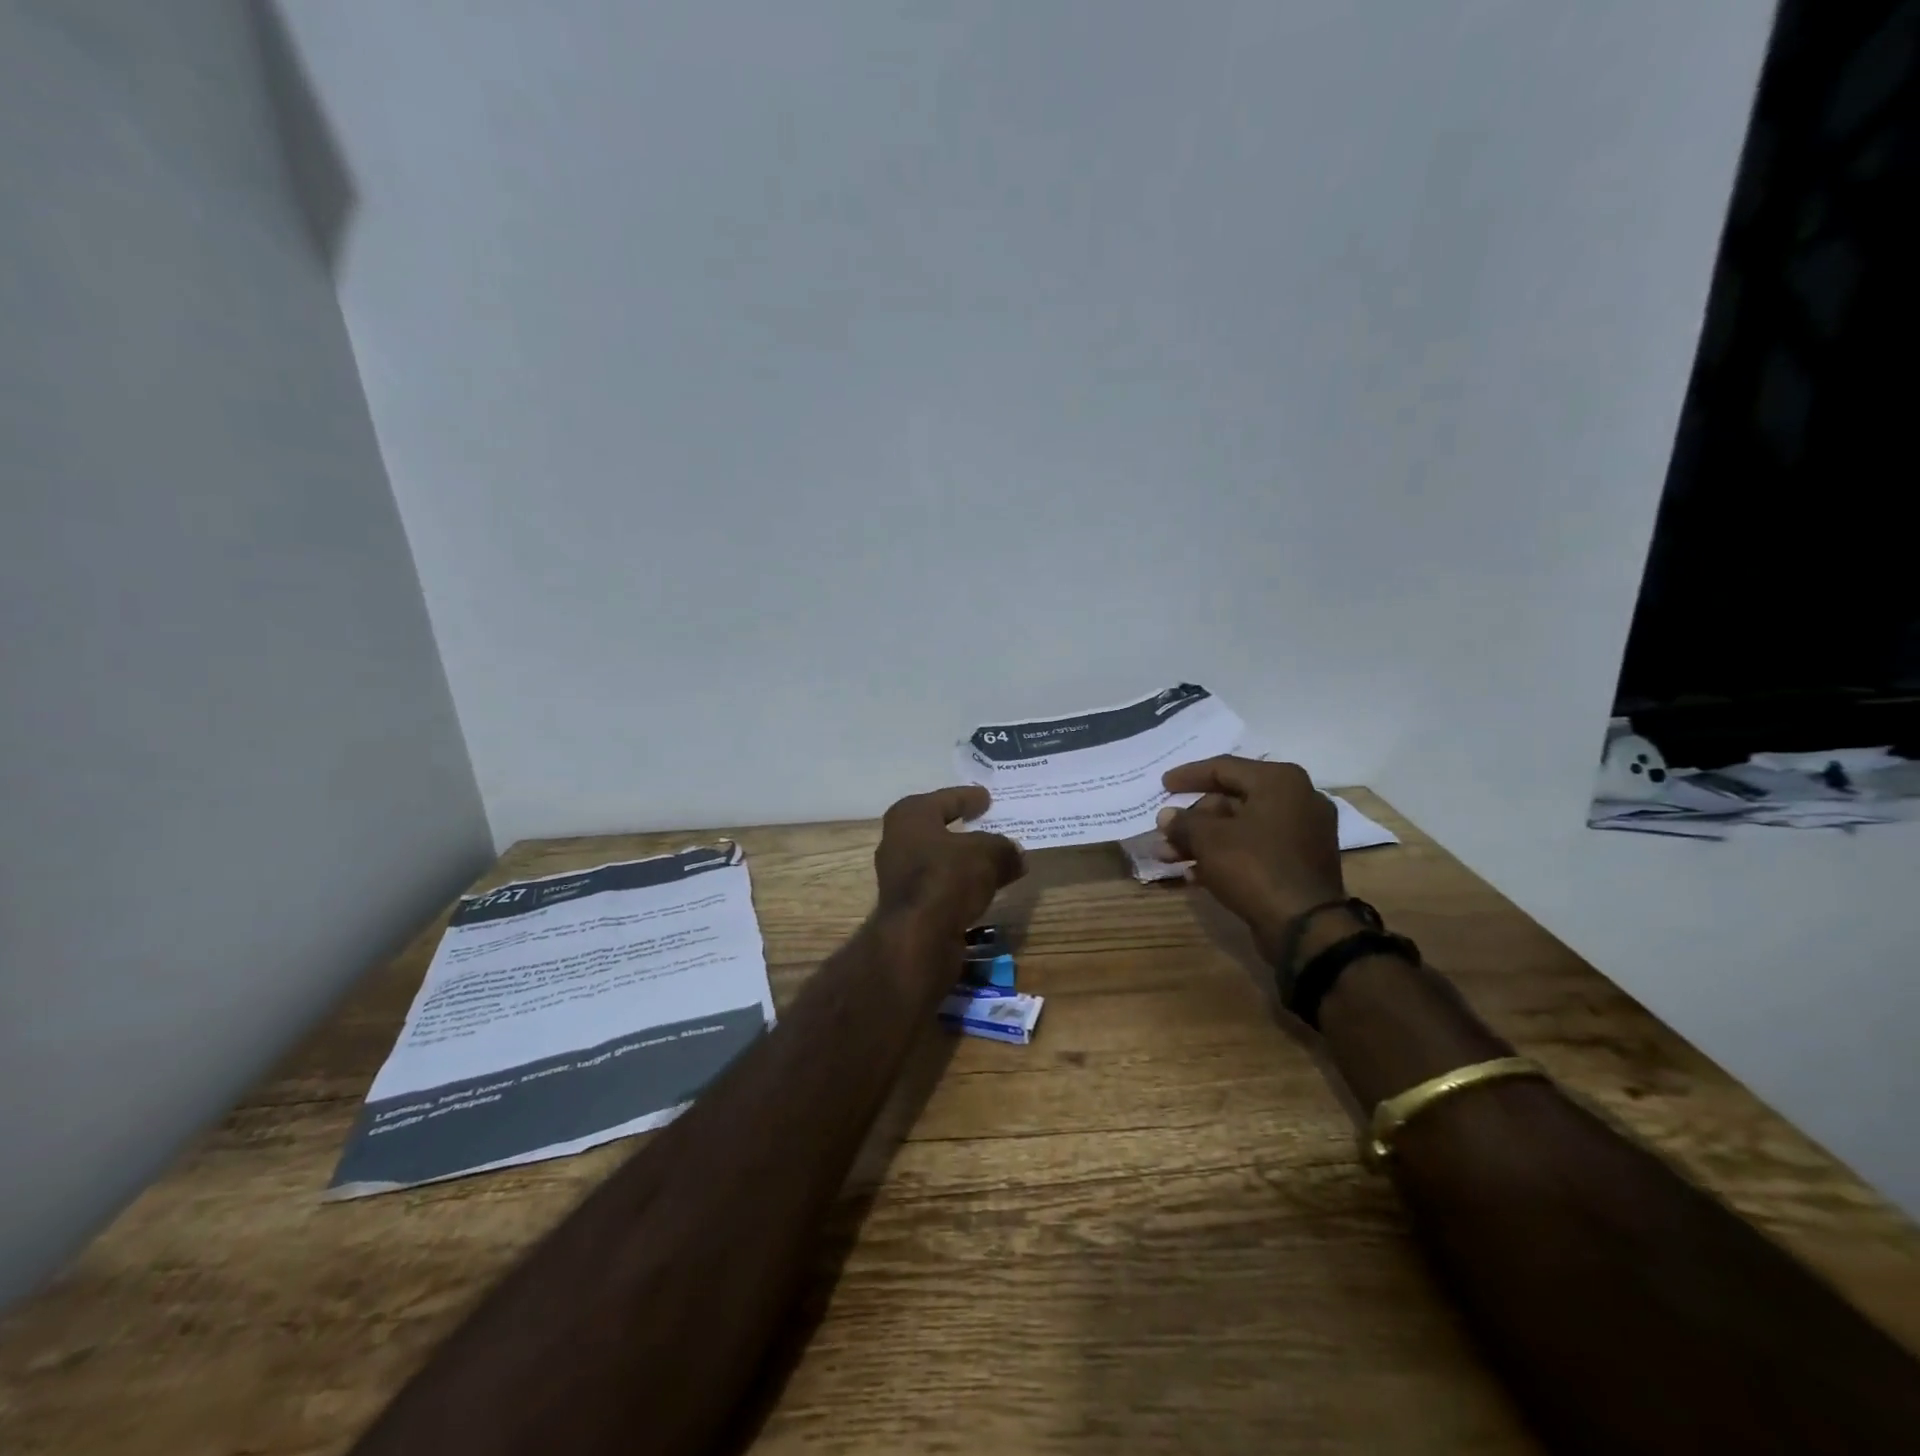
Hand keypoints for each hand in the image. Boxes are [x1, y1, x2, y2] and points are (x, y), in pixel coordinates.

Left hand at [875, 786, 1024, 934]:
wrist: (917, 937)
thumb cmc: (948, 877)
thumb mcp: (988, 854)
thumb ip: (1004, 849)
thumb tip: (1016, 854)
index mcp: (910, 816)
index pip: (945, 799)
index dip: (968, 797)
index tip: (986, 797)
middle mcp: (897, 841)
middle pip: (937, 828)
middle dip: (962, 828)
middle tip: (987, 824)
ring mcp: (898, 876)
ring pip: (938, 859)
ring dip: (961, 860)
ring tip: (991, 860)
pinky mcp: (906, 906)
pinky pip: (939, 885)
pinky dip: (958, 884)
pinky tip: (980, 889)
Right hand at [1155, 757, 1344, 955]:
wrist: (1306, 925)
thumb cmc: (1255, 867)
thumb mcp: (1209, 839)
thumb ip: (1184, 822)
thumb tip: (1166, 816)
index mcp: (1279, 781)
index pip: (1224, 767)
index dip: (1188, 776)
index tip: (1163, 785)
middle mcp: (1297, 799)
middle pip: (1232, 799)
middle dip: (1193, 818)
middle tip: (1164, 831)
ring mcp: (1303, 833)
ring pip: (1241, 827)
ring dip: (1203, 840)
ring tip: (1169, 856)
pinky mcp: (1301, 862)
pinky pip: (1256, 848)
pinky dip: (1226, 855)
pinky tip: (1194, 873)